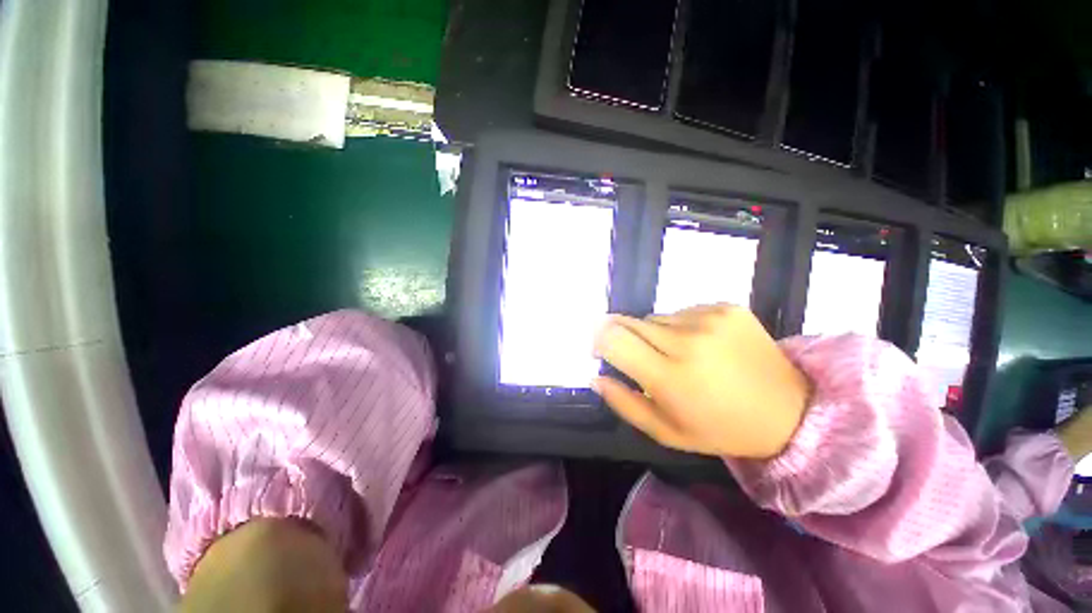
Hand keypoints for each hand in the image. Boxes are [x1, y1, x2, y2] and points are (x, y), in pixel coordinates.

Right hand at [592, 304, 810, 458]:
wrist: (789, 410)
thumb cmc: (720, 428)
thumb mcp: (666, 431)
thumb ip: (623, 403)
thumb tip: (596, 377)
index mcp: (669, 377)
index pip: (613, 339)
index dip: (598, 338)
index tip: (599, 349)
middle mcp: (687, 341)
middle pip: (629, 322)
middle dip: (623, 336)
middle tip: (640, 357)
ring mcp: (709, 319)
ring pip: (656, 318)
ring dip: (655, 334)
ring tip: (678, 355)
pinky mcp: (726, 307)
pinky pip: (683, 311)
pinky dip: (682, 326)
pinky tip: (703, 345)